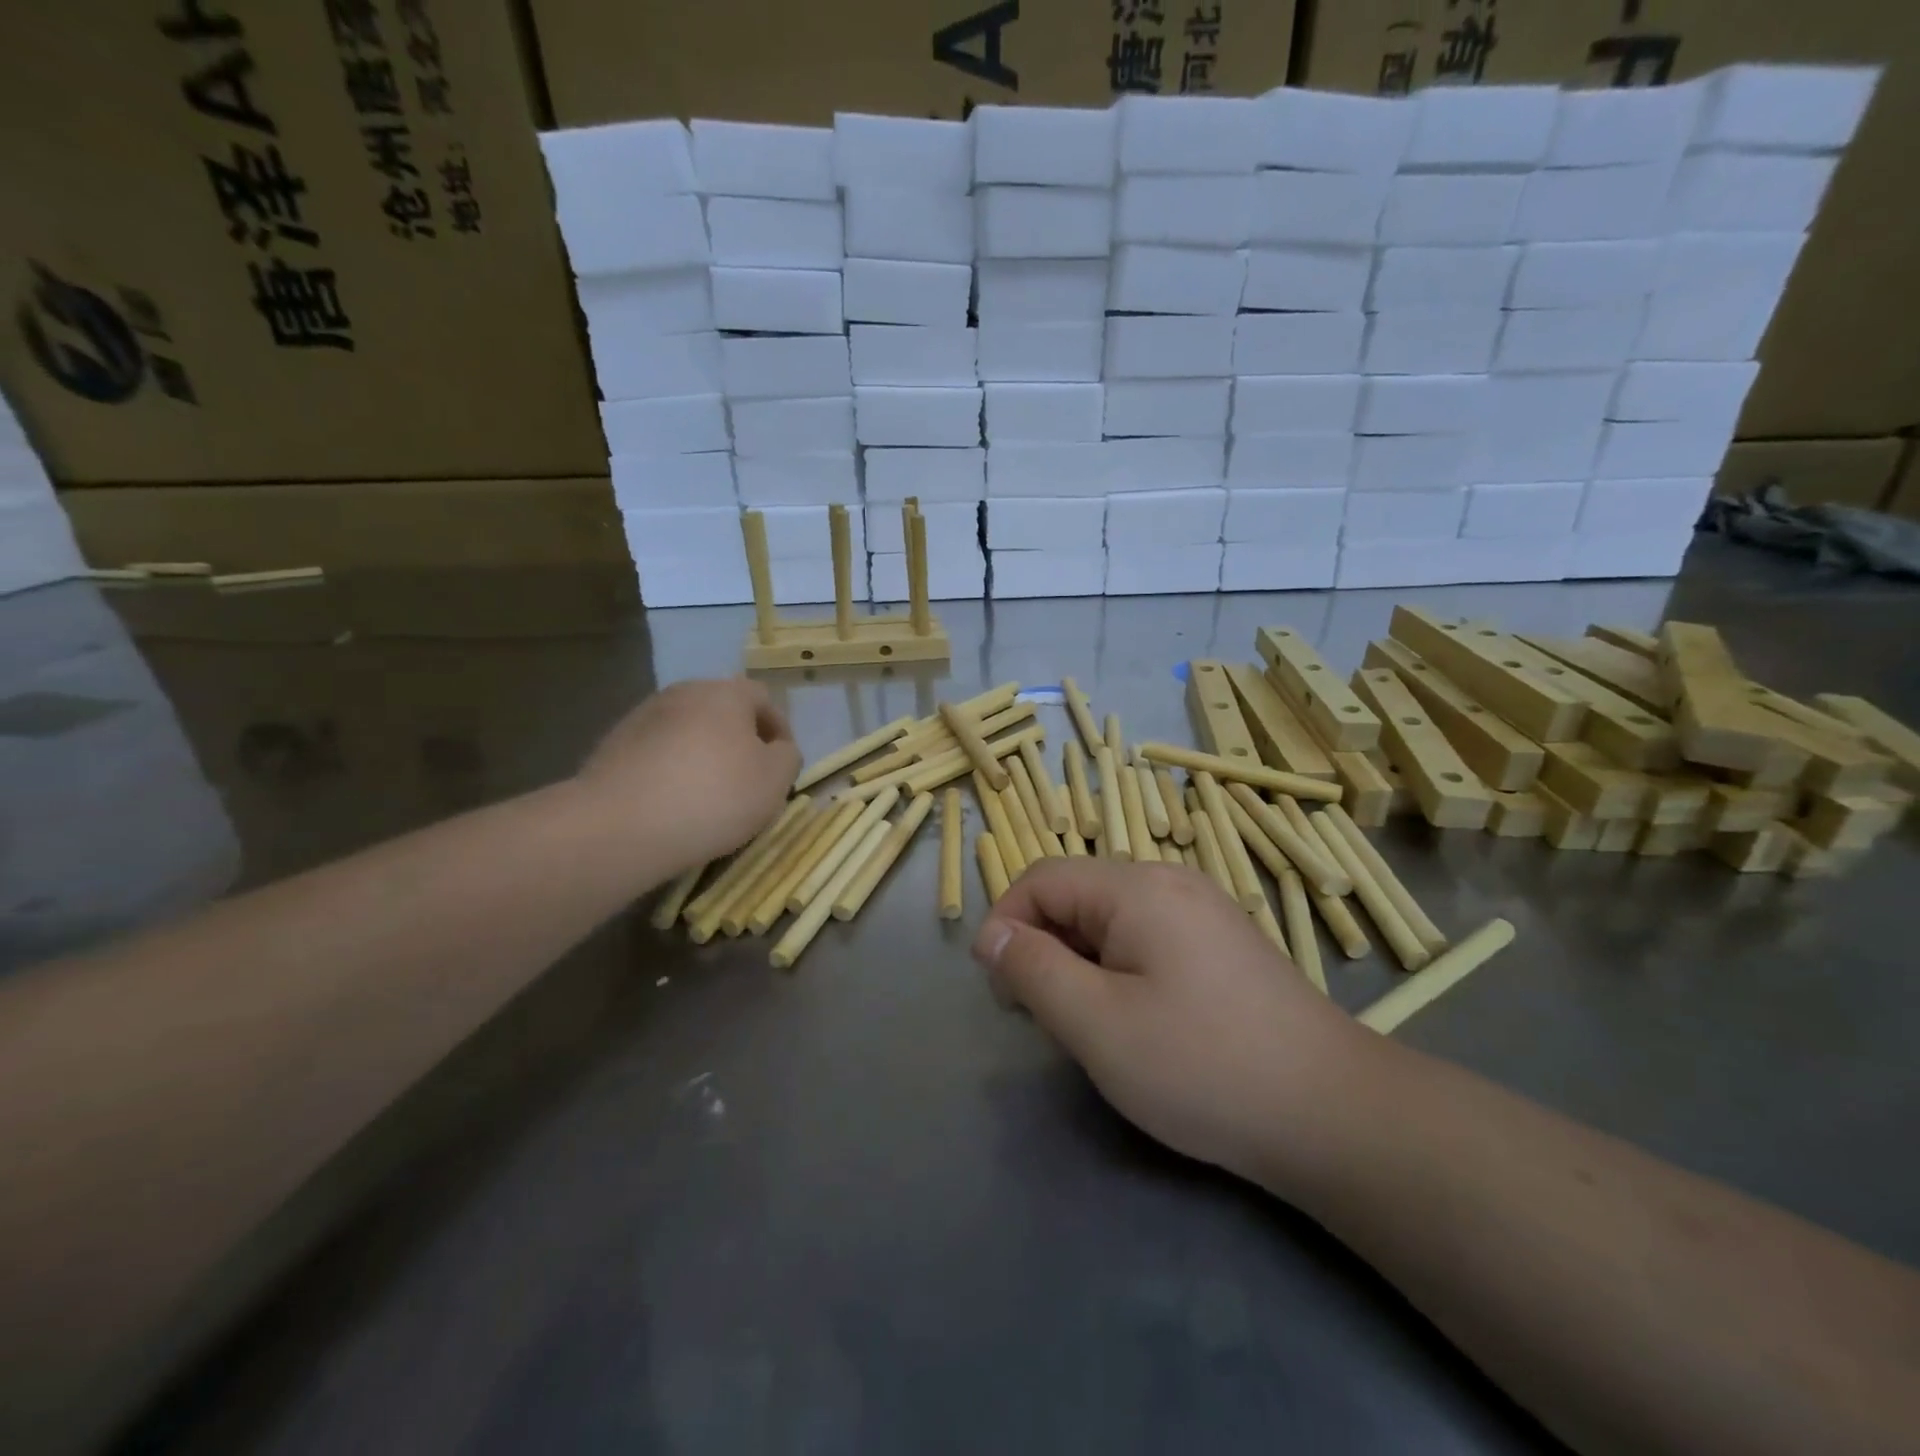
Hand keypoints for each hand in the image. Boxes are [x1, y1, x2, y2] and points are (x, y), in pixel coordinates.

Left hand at [578, 678, 799, 873]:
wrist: (620, 826)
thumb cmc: (713, 796)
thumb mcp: (775, 780)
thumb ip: (787, 757)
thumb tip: (777, 749)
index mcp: (725, 692)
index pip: (763, 698)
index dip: (780, 730)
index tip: (782, 766)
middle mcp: (683, 692)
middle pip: (722, 711)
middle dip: (739, 741)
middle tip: (748, 780)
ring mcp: (642, 717)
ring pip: (687, 731)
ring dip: (703, 754)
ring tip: (708, 796)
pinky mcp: (613, 746)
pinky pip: (657, 753)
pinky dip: (671, 770)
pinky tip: (672, 803)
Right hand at [973, 858, 1371, 1188]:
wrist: (1332, 1114)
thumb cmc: (1202, 1065)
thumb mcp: (1096, 1023)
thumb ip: (1033, 970)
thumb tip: (993, 935)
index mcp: (1137, 887)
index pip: (1042, 878)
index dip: (1006, 924)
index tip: (997, 988)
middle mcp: (1171, 882)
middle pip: (1077, 895)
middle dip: (1044, 947)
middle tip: (1043, 1018)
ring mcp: (1203, 910)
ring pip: (1110, 920)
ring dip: (1080, 962)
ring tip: (1089, 1025)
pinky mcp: (1222, 943)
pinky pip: (1147, 938)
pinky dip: (1119, 969)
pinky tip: (1137, 1021)